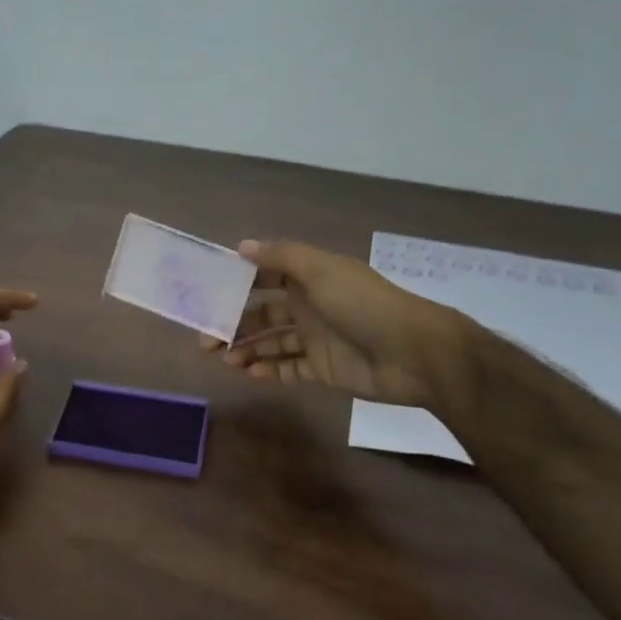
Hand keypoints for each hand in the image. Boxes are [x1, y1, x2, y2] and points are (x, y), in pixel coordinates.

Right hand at [200, 240, 465, 409]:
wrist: (414, 354)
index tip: (206, 293)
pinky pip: (288, 369)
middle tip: (205, 338)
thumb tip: (241, 246)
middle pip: (262, 313)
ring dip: (245, 349)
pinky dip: (268, 371)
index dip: (236, 283)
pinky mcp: (323, 369)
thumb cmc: (364, 305)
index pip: (264, 276)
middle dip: (233, 322)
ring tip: (223, 358)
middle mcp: (308, 305)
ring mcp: (315, 338)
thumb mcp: (321, 271)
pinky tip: (248, 373)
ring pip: (271, 342)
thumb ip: (281, 257)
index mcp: (308, 278)